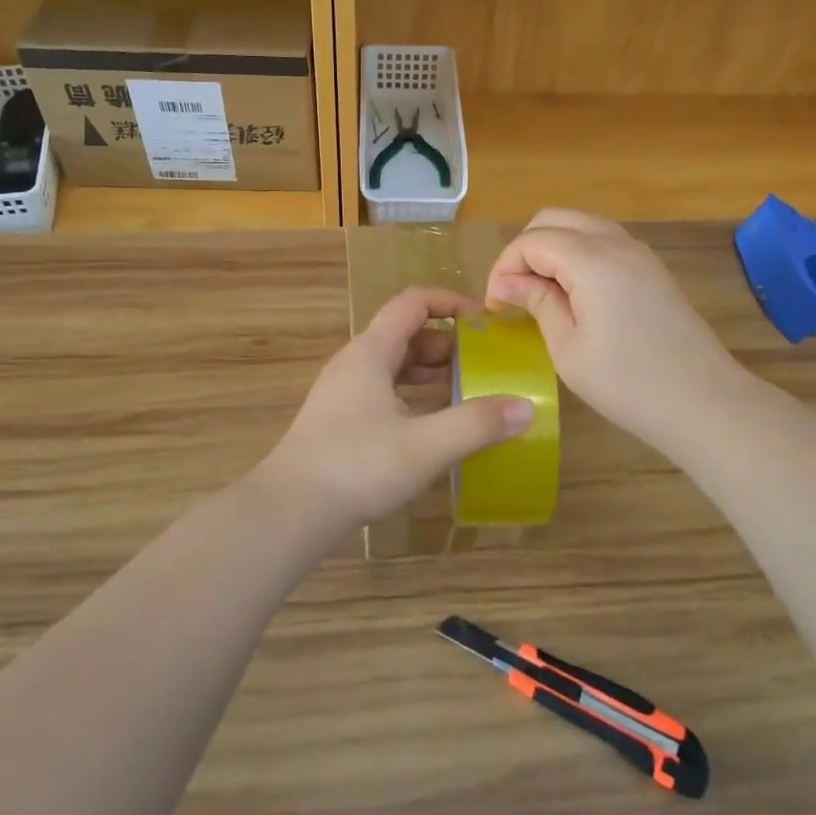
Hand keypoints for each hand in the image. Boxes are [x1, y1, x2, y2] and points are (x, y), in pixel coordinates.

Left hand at [254, 287, 535, 535]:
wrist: (290, 511)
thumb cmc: (358, 466)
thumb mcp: (426, 445)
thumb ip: (476, 424)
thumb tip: (525, 407)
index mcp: (371, 352)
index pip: (414, 303)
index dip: (451, 303)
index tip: (485, 323)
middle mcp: (355, 363)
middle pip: (406, 334)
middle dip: (448, 345)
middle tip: (483, 367)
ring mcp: (344, 392)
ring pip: (395, 366)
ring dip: (431, 373)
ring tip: (467, 394)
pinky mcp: (340, 420)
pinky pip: (385, 392)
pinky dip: (414, 397)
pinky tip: (434, 426)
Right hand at [485, 209, 754, 452]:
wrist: (705, 403)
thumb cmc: (628, 383)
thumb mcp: (568, 347)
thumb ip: (537, 302)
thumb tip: (507, 283)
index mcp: (591, 259)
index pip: (532, 241)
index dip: (504, 267)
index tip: (495, 306)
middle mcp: (616, 242)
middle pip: (554, 219)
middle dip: (525, 249)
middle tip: (513, 292)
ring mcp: (639, 253)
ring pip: (581, 226)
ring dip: (552, 248)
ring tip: (539, 292)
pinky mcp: (652, 269)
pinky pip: (603, 242)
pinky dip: (577, 254)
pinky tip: (573, 293)